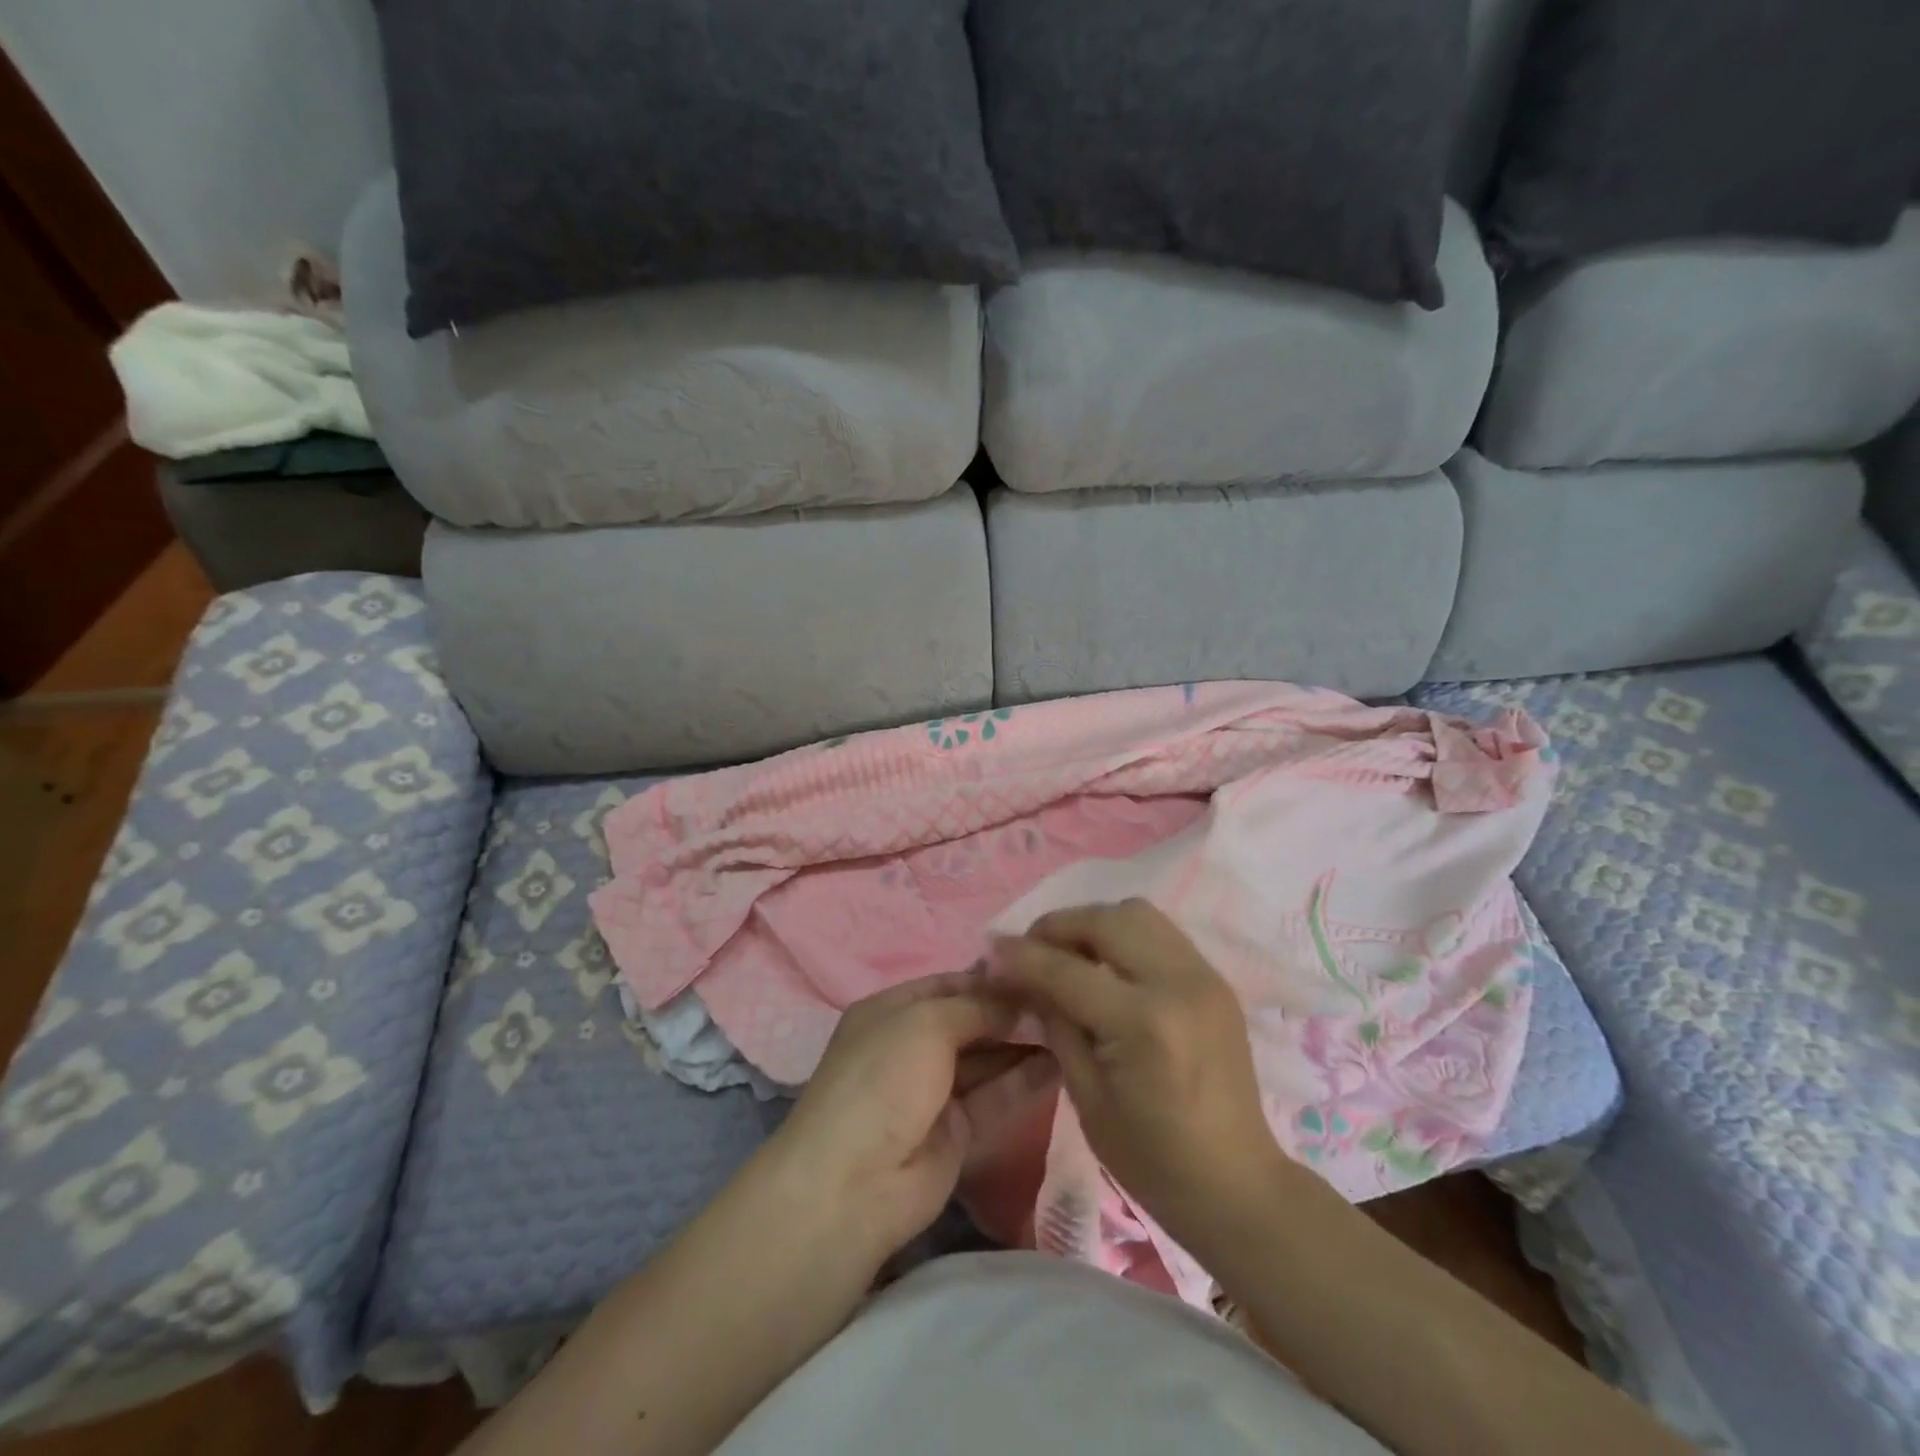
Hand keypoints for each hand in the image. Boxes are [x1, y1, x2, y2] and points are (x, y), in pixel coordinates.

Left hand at [769, 974, 1052, 1266]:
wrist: (854, 1183)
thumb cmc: (883, 1078)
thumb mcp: (927, 1023)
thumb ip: (979, 1007)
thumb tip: (1022, 1001)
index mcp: (892, 1010)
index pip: (950, 984)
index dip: (991, 979)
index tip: (1038, 972)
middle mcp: (912, 1045)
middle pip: (972, 1021)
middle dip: (1014, 1012)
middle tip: (1065, 1002)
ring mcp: (934, 1090)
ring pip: (988, 1059)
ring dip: (1025, 1044)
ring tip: (1072, 1028)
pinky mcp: (957, 1131)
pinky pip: (996, 1096)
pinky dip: (1025, 1080)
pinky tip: (1063, 1063)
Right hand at [990, 900, 1291, 1246]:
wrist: (1237, 1184)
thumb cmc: (1152, 1159)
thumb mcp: (1086, 1096)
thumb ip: (1056, 1023)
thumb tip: (1024, 976)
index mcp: (1142, 1024)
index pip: (1066, 969)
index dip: (1021, 957)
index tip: (991, 951)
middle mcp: (1177, 983)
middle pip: (1105, 920)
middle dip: (1058, 926)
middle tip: (1032, 951)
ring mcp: (1203, 976)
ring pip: (1137, 913)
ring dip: (1094, 924)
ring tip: (1071, 955)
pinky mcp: (1215, 979)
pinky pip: (1160, 932)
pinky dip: (1125, 936)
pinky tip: (1108, 967)